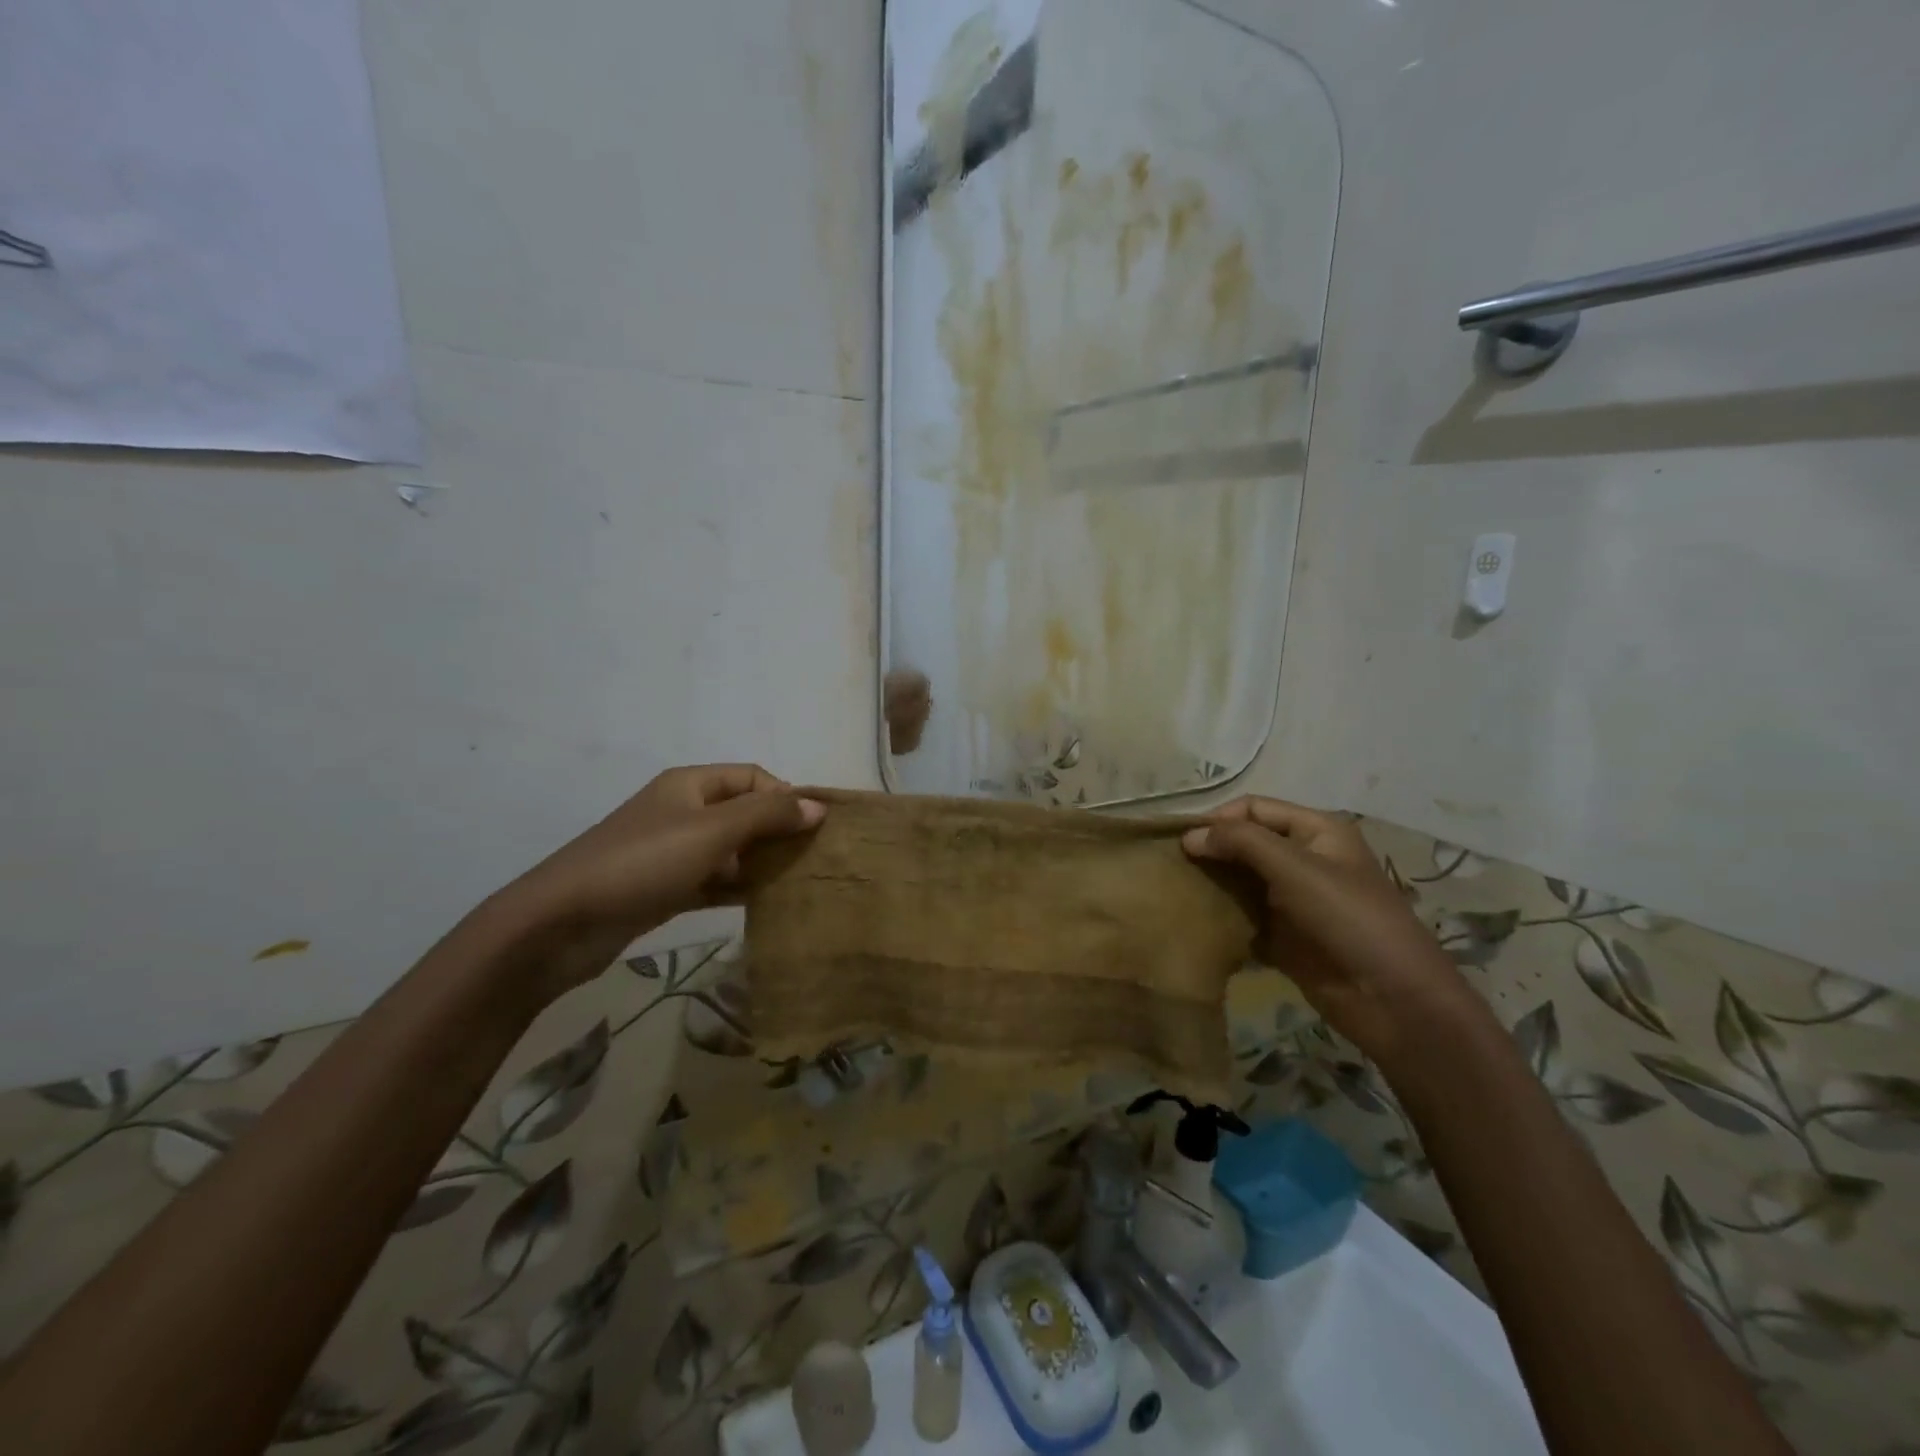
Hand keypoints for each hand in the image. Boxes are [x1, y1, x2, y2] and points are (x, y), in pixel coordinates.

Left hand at [499, 765, 823, 1005]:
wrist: (560, 923)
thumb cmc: (642, 863)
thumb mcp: (711, 832)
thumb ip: (767, 815)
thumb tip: (818, 806)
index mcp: (690, 785)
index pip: (753, 777)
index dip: (786, 795)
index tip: (816, 828)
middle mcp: (683, 811)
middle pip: (744, 813)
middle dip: (779, 831)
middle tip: (816, 859)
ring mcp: (672, 852)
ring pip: (731, 850)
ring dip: (763, 862)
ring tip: (801, 884)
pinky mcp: (665, 889)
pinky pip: (715, 881)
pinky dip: (740, 889)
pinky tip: (769, 905)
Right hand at [1182, 797, 1484, 1067]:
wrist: (1394, 1000)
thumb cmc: (1348, 919)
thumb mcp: (1295, 868)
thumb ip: (1241, 843)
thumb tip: (1189, 836)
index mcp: (1315, 831)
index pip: (1253, 809)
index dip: (1217, 820)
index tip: (1180, 842)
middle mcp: (1303, 859)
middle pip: (1245, 844)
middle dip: (1210, 852)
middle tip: (1170, 868)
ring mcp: (1293, 900)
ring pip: (1241, 882)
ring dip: (1212, 886)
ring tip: (1174, 894)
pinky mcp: (1284, 937)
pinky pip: (1244, 919)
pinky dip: (1221, 919)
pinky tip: (1194, 924)